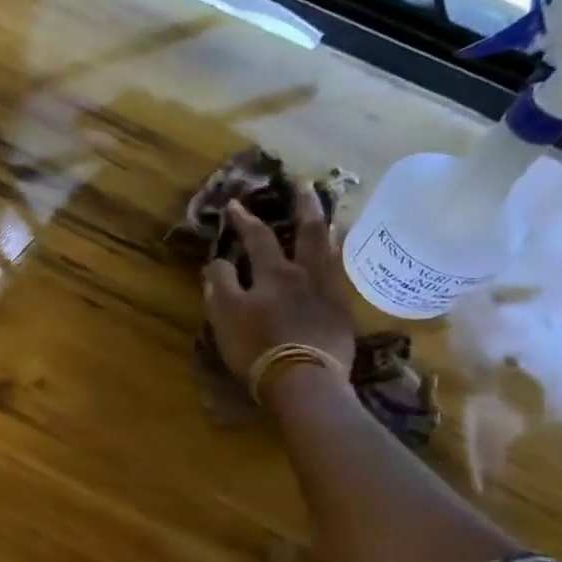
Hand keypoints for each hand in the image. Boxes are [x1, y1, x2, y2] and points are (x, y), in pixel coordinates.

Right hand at [203, 181, 356, 378]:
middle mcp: (306, 274)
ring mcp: (330, 293)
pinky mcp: (343, 315)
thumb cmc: (258, 346)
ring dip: (329, 229)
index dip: (245, 219)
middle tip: (303, 181)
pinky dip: (339, 262)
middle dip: (303, 204)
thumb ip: (220, 284)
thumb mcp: (225, 316)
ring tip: (330, 215)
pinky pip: (342, 278)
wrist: (304, 380)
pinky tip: (339, 262)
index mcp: (274, 273)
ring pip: (332, 251)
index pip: (258, 237)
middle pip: (309, 230)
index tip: (234, 203)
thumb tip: (217, 262)